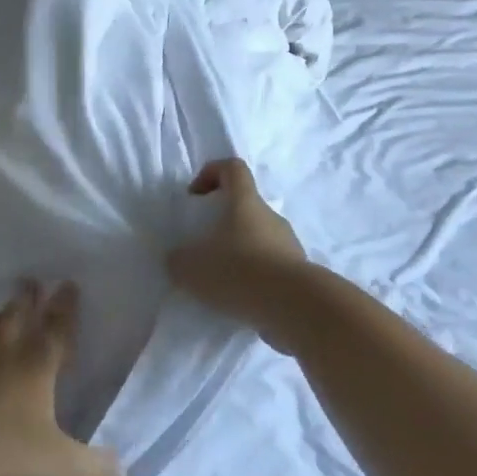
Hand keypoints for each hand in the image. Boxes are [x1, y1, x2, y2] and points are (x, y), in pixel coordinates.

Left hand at [0, 281, 121, 475]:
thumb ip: (93, 464)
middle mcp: (2, 359)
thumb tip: (124, 472)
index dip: (65, 308)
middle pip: (15, 319)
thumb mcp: (60, 463)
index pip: (56, 330)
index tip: (67, 284)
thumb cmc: (9, 455)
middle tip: (29, 281)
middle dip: (26, 299)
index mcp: (36, 368)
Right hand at [166, 158, 307, 344]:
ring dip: (238, 253)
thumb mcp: (191, 267)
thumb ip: (178, 260)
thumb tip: (179, 259)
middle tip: (203, 248)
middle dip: (221, 223)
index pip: (232, 168)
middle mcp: (270, 217)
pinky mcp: (297, 273)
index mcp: (244, 202)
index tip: (195, 196)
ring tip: (219, 281)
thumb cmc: (239, 271)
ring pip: (258, 239)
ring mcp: (288, 245)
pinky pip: (269, 267)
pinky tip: (238, 300)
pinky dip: (253, 278)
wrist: (295, 307)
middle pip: (245, 207)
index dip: (211, 173)